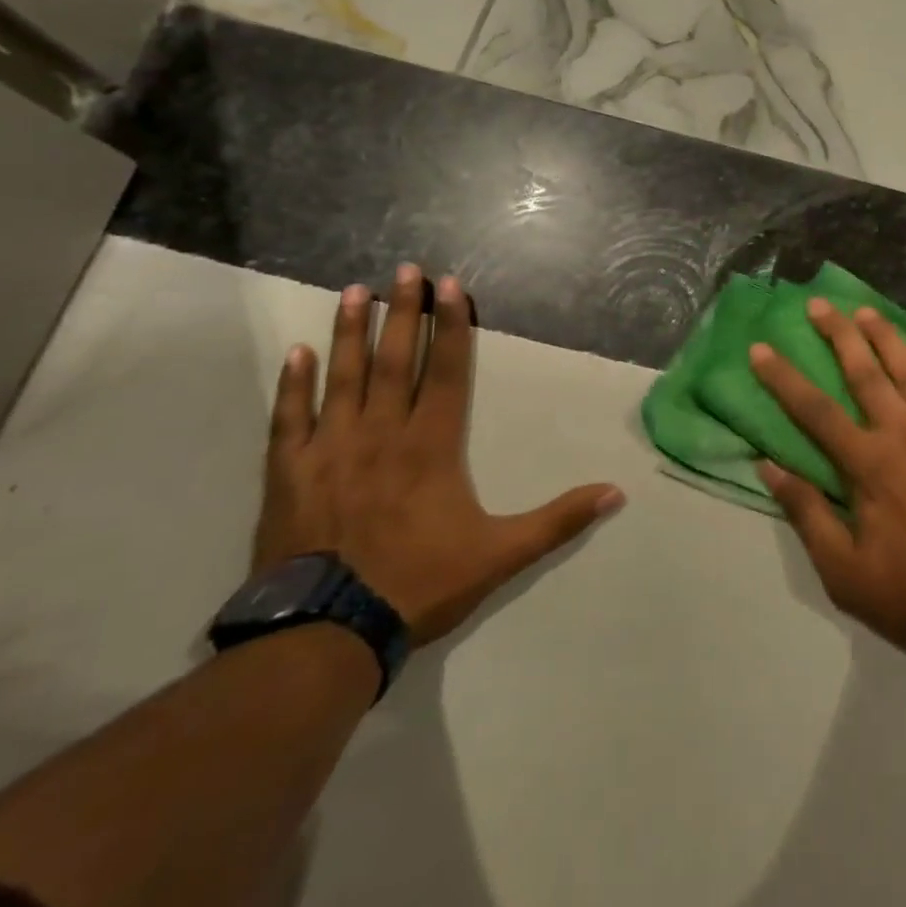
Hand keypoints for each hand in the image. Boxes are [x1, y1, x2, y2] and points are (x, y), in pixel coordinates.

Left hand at [255, 263, 625, 645]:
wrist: (325, 636)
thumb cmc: (419, 584)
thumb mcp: (502, 554)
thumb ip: (558, 520)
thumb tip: (616, 493)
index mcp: (431, 446)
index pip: (446, 372)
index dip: (452, 326)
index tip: (450, 285)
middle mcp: (381, 434)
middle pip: (395, 360)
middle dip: (403, 311)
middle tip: (404, 270)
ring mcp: (330, 451)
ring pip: (343, 378)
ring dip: (350, 333)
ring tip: (353, 291)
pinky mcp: (289, 475)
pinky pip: (289, 420)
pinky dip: (293, 386)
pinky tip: (296, 354)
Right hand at [751, 298, 905, 657]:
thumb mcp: (843, 571)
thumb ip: (807, 513)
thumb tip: (768, 466)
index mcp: (868, 464)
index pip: (814, 410)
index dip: (783, 378)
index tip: (760, 348)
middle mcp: (904, 433)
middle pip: (864, 373)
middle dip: (838, 335)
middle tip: (819, 304)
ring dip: (885, 337)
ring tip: (865, 310)